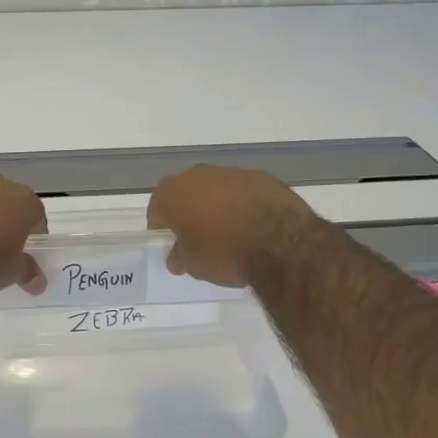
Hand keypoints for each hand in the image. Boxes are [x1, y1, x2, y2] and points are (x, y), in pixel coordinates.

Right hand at [147, 165, 318, 287]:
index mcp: (173, 193)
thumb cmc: (224, 253)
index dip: (161, 226)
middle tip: (198, 236)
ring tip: (230, 232)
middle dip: (189, 211)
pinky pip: (244, 191)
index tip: (170, 242)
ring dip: (218, 205)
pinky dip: (244, 203)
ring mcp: (232, 172)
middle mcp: (198, 175)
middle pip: (186, 193)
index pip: (157, 208)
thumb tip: (176, 256)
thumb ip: (179, 256)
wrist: (280, 243)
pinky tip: (254, 226)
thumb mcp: (193, 265)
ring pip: (216, 188)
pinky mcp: (262, 176)